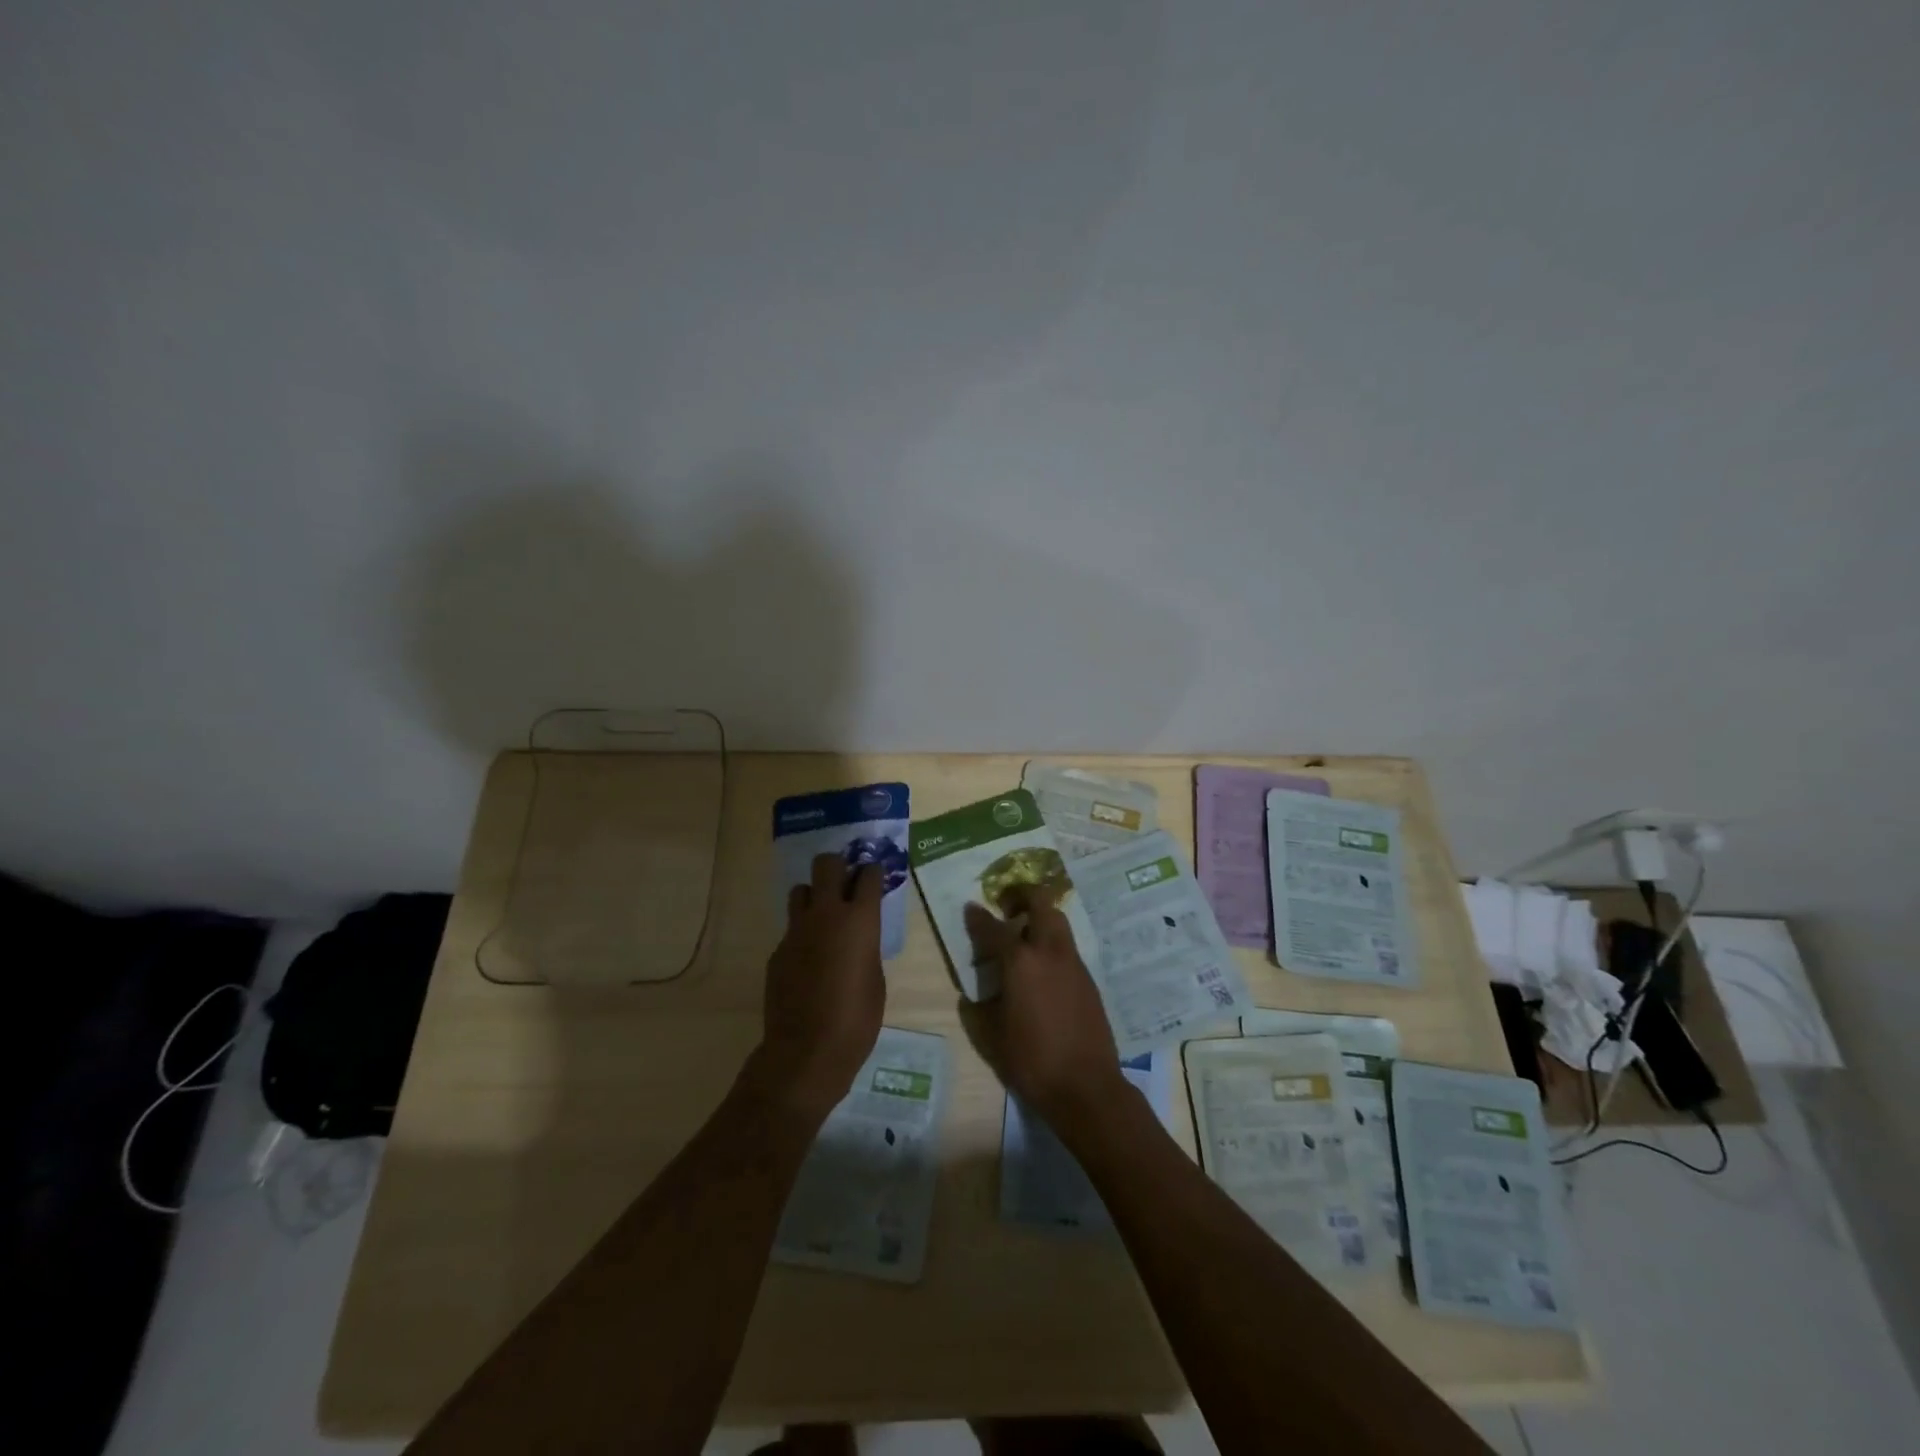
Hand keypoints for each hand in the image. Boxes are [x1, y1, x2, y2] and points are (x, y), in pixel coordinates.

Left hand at [750, 853, 885, 1123]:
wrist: (806, 1051)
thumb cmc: (857, 1019)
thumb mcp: (876, 979)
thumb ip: (866, 947)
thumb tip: (858, 939)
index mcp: (860, 920)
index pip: (868, 874)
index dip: (873, 872)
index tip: (874, 877)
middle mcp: (826, 914)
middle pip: (826, 864)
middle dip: (837, 867)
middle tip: (845, 883)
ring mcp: (796, 930)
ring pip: (801, 890)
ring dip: (814, 896)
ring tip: (823, 918)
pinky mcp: (777, 950)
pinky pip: (791, 929)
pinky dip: (802, 934)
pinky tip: (809, 960)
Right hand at [961, 887, 1126, 1134]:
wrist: (1086, 1086)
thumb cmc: (1031, 1061)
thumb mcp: (991, 1035)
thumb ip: (979, 1007)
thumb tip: (974, 994)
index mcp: (1020, 962)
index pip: (994, 928)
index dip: (979, 917)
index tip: (971, 907)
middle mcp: (1049, 952)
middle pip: (1040, 903)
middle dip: (1022, 896)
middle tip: (1007, 906)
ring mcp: (1073, 963)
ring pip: (1058, 922)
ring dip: (1039, 918)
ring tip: (1022, 936)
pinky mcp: (1088, 979)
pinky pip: (1066, 947)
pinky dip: (1051, 944)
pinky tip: (1041, 968)